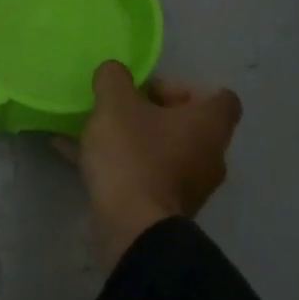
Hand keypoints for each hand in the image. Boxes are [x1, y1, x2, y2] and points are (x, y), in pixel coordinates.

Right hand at [67, 61, 242, 270]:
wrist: (132, 227)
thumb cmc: (133, 156)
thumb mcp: (115, 104)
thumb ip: (114, 78)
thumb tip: (114, 72)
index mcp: (208, 125)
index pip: (220, 98)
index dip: (185, 88)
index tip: (150, 92)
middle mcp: (209, 156)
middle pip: (188, 125)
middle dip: (152, 115)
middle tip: (119, 110)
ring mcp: (190, 187)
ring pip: (163, 152)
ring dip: (134, 141)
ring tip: (94, 134)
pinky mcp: (166, 209)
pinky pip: (144, 177)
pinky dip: (119, 166)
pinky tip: (77, 158)